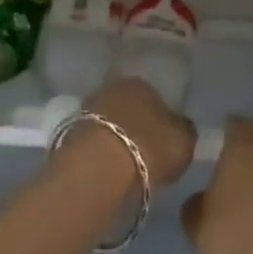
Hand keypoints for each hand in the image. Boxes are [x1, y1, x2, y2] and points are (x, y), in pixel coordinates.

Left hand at [80, 77, 196, 190]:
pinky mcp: (68, 134)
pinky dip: (100, 153)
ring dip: (115, 138)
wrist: (99, 167)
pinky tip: (108, 171)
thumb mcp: (185, 140)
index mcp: (142, 83)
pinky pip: (93, 142)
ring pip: (108, 123)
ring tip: (126, 165)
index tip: (164, 140)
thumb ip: (185, 130)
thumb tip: (180, 126)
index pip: (155, 96)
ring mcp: (86, 110)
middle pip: (128, 107)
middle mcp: (111, 88)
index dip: (161, 118)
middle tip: (145, 152)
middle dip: (135, 125)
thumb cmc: (150, 147)